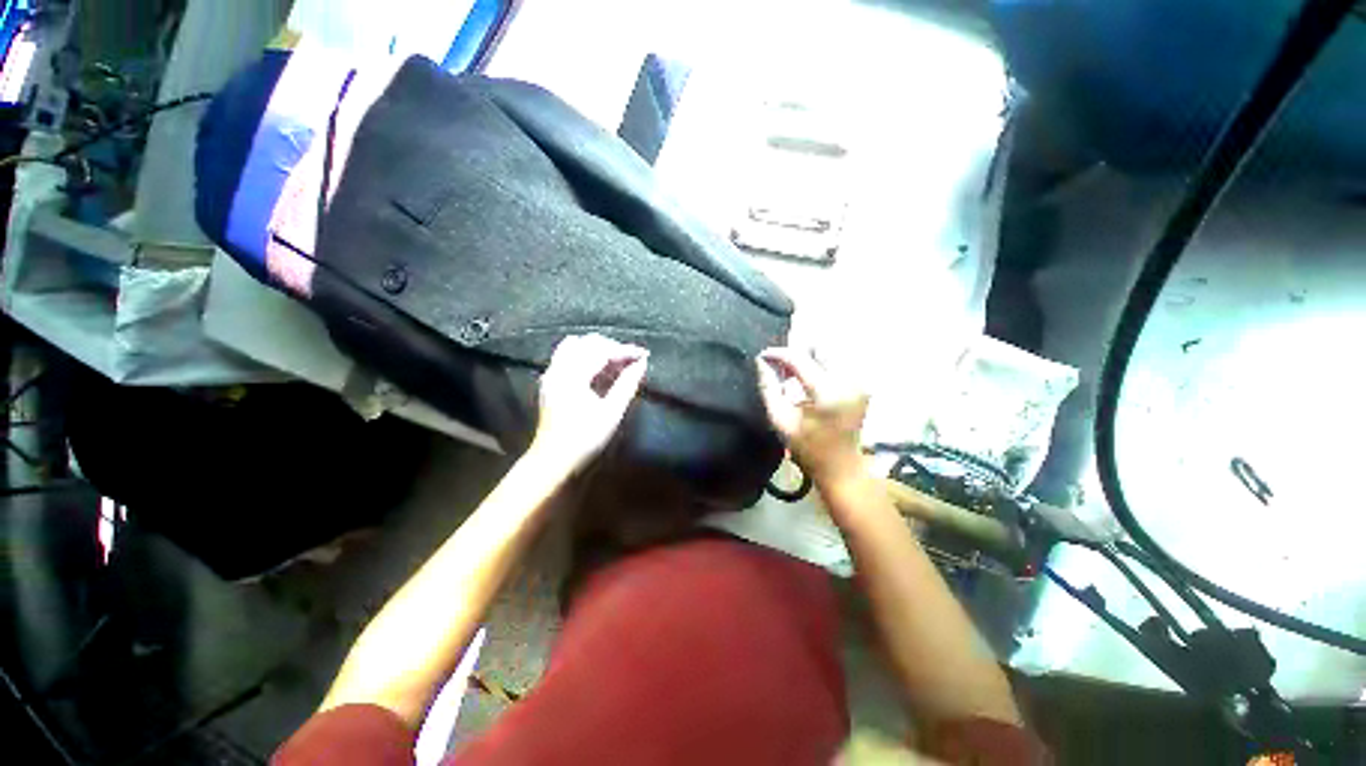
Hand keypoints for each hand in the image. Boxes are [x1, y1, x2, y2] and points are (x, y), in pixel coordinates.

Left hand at [531, 333, 648, 472]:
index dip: (625, 351)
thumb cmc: (585, 439)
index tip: (644, 354)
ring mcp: (551, 375)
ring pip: (574, 347)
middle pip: (586, 343)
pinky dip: (585, 357)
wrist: (553, 461)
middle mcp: (558, 369)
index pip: (601, 351)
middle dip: (611, 347)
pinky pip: (567, 357)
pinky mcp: (550, 383)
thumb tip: (642, 363)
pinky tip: (599, 371)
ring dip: (596, 349)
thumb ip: (627, 384)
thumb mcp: (611, 413)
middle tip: (631, 360)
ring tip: (615, 363)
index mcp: (572, 376)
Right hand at [756, 347, 868, 488]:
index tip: (763, 356)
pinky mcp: (862, 385)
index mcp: (828, 391)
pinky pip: (838, 363)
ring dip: (809, 357)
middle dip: (797, 351)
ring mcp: (859, 382)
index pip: (799, 357)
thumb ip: (769, 387)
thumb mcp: (780, 420)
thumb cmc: (808, 448)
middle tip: (780, 366)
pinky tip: (808, 380)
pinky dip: (820, 365)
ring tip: (793, 373)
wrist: (843, 469)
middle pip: (820, 347)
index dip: (778, 353)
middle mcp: (848, 380)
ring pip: (830, 352)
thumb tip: (761, 361)